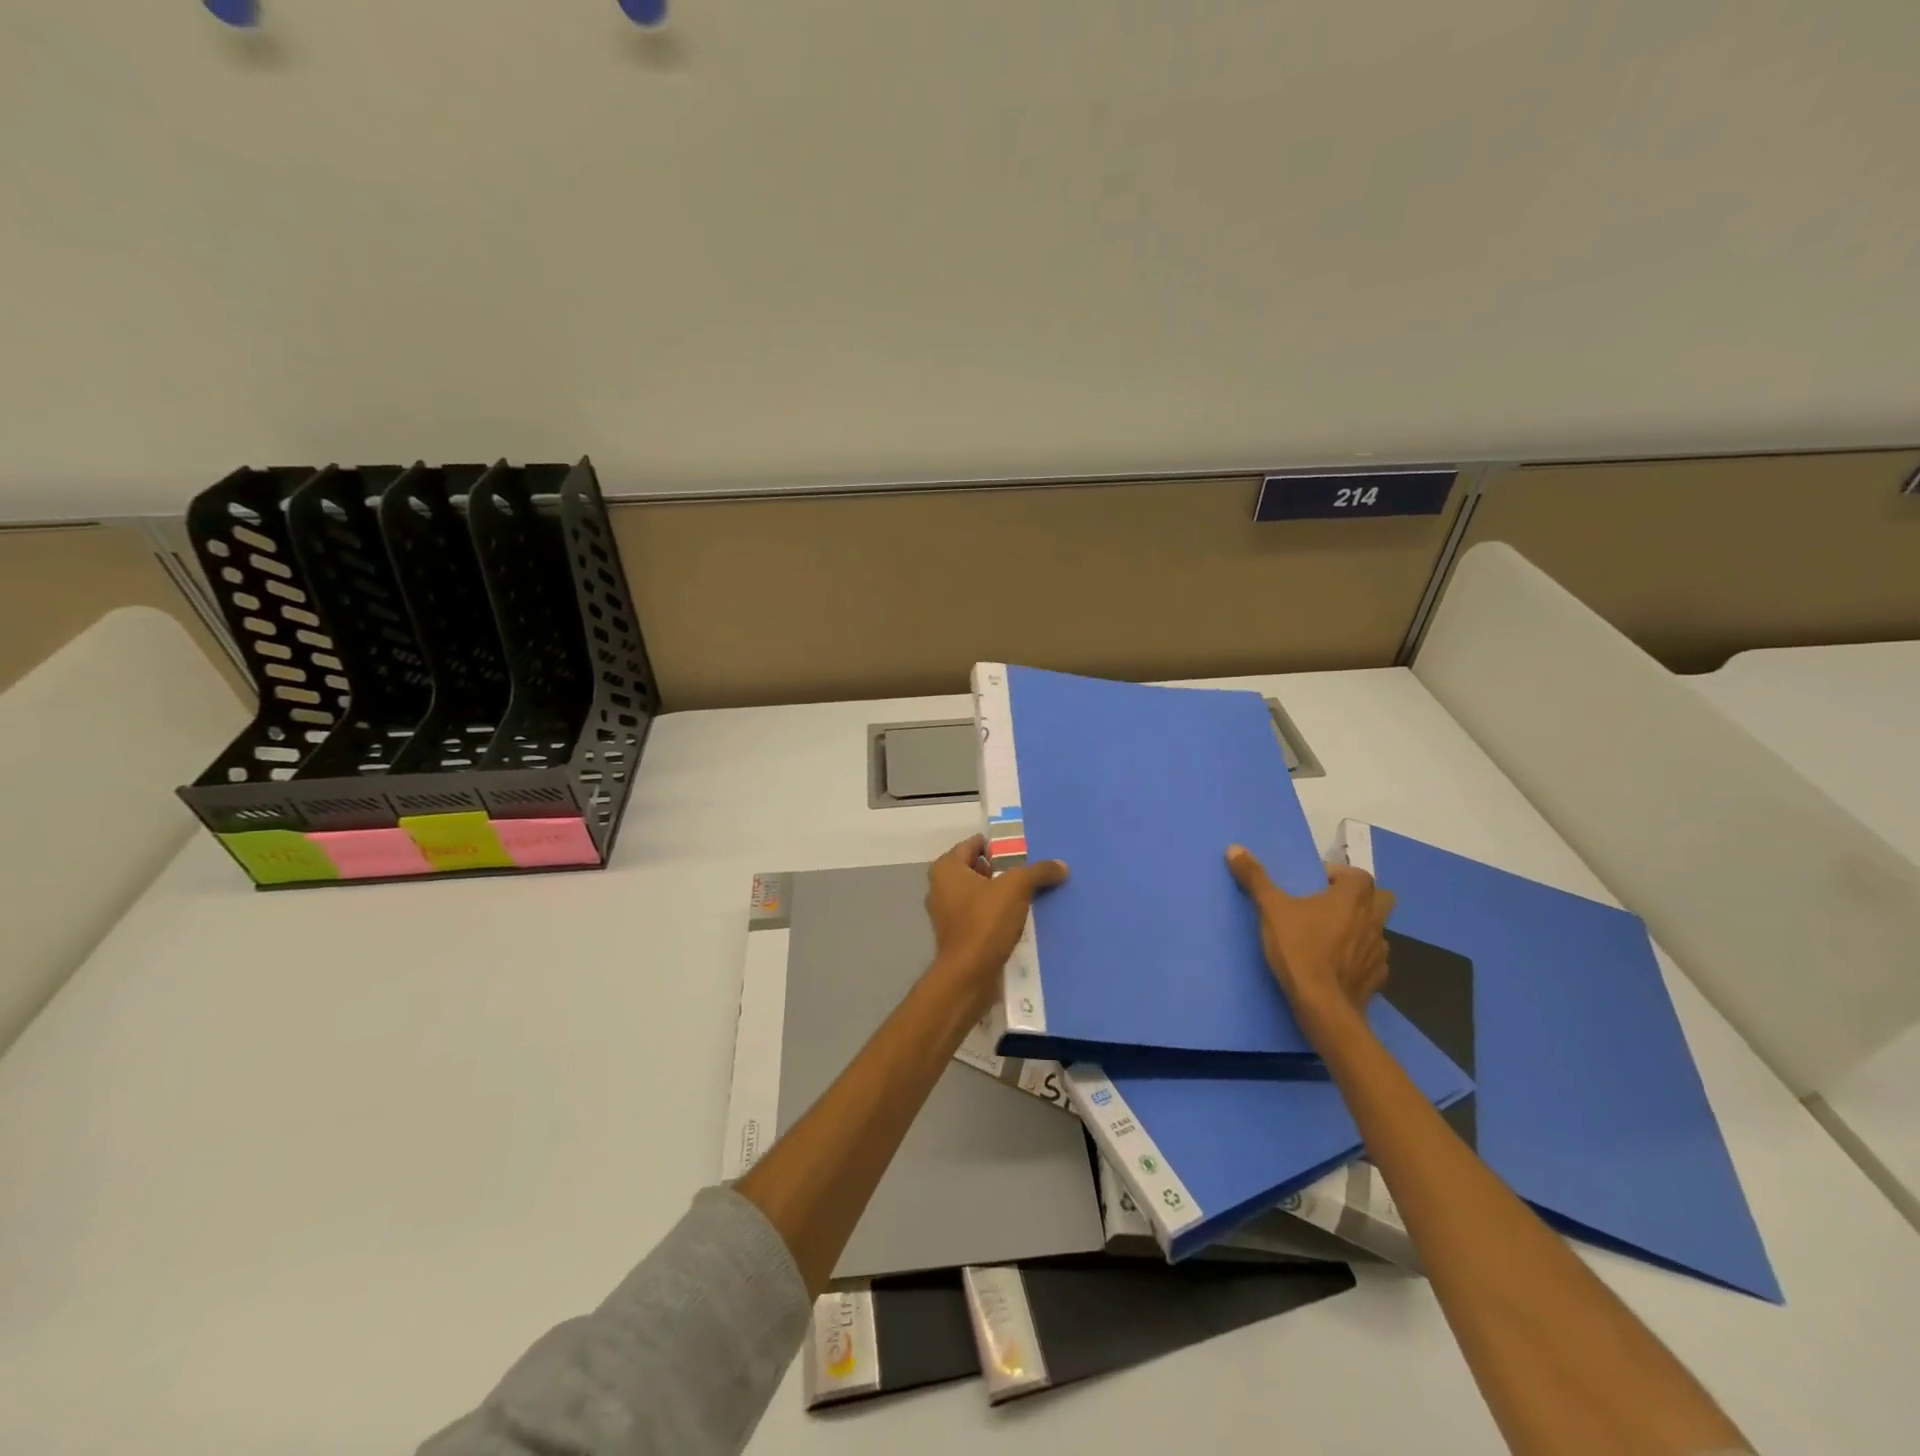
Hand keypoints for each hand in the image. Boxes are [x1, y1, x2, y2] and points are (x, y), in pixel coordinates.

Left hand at [925, 834, 1068, 1012]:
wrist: (968, 975)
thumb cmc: (985, 921)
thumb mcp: (1017, 888)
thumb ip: (1038, 871)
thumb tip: (1061, 865)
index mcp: (946, 868)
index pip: (973, 844)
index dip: (998, 845)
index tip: (1023, 851)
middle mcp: (940, 887)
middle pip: (976, 869)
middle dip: (1002, 870)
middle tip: (1030, 873)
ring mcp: (946, 914)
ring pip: (978, 894)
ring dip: (1000, 894)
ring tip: (1030, 895)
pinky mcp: (956, 936)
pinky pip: (979, 916)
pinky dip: (996, 915)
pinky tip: (1018, 919)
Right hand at [1226, 845, 1394, 1034]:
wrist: (1322, 1005)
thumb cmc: (1299, 949)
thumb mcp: (1270, 909)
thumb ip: (1255, 878)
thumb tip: (1234, 848)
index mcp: (1353, 898)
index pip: (1358, 875)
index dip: (1339, 876)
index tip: (1315, 884)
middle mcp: (1373, 920)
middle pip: (1381, 899)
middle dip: (1361, 899)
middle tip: (1330, 905)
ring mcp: (1379, 951)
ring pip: (1376, 930)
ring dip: (1359, 928)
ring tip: (1331, 937)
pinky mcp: (1377, 978)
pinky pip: (1372, 960)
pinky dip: (1358, 958)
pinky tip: (1337, 965)